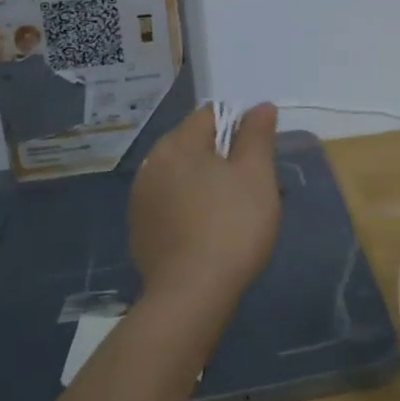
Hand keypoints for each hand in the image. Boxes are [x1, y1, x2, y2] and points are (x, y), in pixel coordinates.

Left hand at [128, 104, 281, 315]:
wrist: (192, 294)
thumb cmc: (232, 225)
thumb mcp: (257, 174)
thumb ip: (257, 135)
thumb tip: (260, 106)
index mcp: (176, 144)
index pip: (211, 115)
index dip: (240, 127)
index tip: (259, 156)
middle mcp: (150, 165)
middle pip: (194, 146)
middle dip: (223, 159)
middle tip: (252, 187)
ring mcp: (140, 201)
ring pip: (182, 178)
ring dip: (206, 185)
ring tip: (233, 214)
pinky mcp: (139, 232)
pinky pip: (171, 206)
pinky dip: (190, 210)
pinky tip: (209, 234)